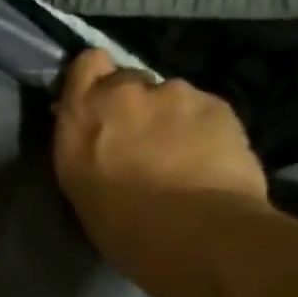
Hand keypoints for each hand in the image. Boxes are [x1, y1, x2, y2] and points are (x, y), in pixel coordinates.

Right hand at [53, 51, 270, 262]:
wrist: (195, 233)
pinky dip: (206, 128)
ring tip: (184, 154)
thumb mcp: (79, 182)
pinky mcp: (218, 105)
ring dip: (173, 116)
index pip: (87, 63)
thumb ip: (84, 145)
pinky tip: (211, 159)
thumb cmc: (121, 224)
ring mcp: (173, 93)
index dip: (97, 78)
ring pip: (172, 96)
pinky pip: (206, 110)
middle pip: (130, 80)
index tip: (101, 102)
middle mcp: (123, 92)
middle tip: (145, 139)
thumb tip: (94, 136)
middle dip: (136, 103)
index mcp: (81, 113)